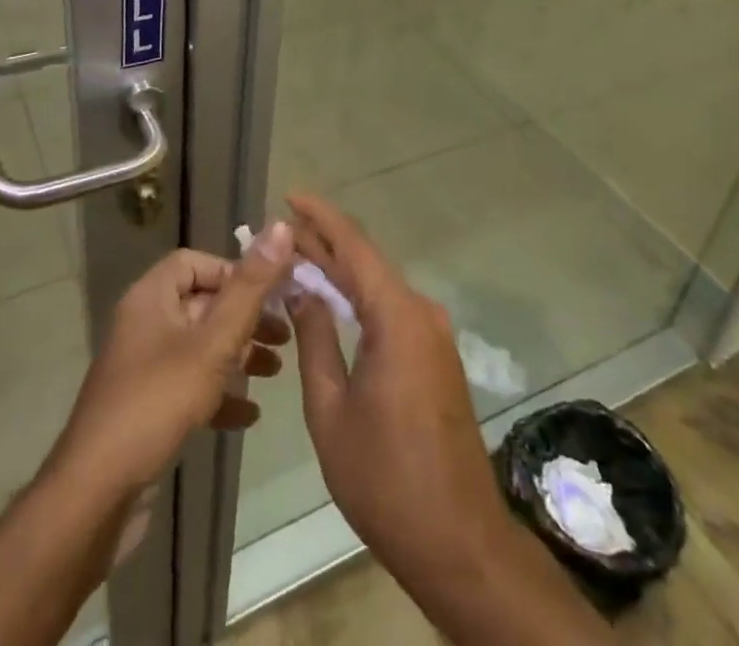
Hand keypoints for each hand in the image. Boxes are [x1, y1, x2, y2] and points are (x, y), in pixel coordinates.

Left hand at [50, 224, 296, 503]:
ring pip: (199, 346)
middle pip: (202, 304)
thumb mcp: (212, 343)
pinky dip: (219, 393)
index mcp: (151, 297)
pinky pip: (189, 386)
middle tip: (284, 335)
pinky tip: (249, 415)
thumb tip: (281, 227)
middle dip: (245, 317)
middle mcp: (145, 324)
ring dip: (237, 355)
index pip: (195, 263)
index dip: (234, 272)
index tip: (270, 294)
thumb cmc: (157, 403)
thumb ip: (249, 288)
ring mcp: (143, 367)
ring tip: (275, 371)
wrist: (97, 494)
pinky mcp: (147, 407)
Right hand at [286, 195, 512, 581]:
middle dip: (322, 244)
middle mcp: (421, 313)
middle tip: (278, 234)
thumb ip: (316, 339)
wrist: (459, 542)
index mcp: (397, 317)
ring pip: (378, 285)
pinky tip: (330, 301)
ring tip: (294, 261)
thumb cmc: (385, 478)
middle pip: (366, 263)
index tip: (289, 196)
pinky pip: (391, 310)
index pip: (354, 247)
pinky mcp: (436, 357)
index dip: (320, 218)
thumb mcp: (331, 409)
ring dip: (339, 271)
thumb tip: (304, 290)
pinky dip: (358, 298)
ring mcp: (433, 335)